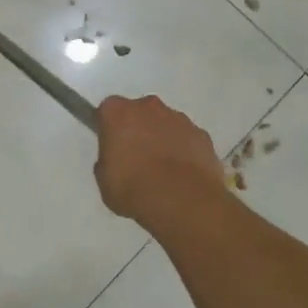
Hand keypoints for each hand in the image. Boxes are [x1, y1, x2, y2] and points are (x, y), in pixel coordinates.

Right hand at [94, 95, 227, 231]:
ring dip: (162, 138)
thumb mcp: (105, 181)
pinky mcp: (202, 134)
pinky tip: (183, 175)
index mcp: (118, 113)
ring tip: (162, 170)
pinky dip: (184, 150)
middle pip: (139, 112)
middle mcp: (148, 107)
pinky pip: (187, 138)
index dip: (109, 127)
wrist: (183, 201)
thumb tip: (115, 161)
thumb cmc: (134, 189)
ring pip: (165, 123)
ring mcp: (179, 118)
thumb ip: (107, 163)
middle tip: (135, 157)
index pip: (108, 110)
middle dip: (137, 128)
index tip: (111, 145)